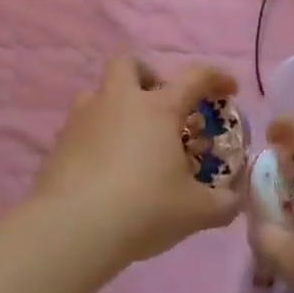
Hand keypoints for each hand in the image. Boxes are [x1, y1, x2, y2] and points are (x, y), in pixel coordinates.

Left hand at [32, 57, 243, 263]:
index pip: (194, 77)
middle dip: (147, 76)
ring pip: (98, 94)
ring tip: (130, 142)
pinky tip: (105, 170)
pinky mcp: (58, 143)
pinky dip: (96, 139)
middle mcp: (118, 102)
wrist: (72, 229)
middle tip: (160, 105)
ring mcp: (83, 119)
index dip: (216, 77)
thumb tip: (235, 200)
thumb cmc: (144, 208)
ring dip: (116, 108)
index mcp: (158, 109)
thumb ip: (224, 203)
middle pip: (128, 64)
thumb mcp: (196, 211)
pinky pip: (81, 128)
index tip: (229, 90)